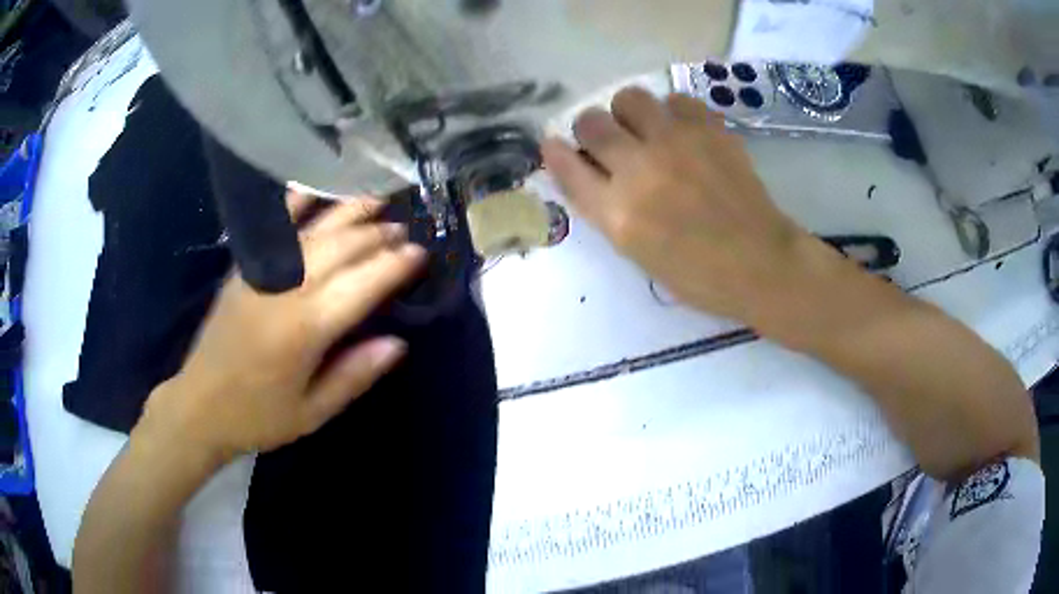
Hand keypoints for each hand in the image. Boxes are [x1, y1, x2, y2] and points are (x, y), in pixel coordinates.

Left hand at [138, 192, 425, 461]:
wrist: (199, 405)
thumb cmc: (259, 416)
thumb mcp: (313, 412)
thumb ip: (355, 375)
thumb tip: (398, 343)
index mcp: (306, 330)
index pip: (362, 285)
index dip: (395, 266)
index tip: (421, 253)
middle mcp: (286, 290)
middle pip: (342, 249)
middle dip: (378, 236)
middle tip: (405, 230)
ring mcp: (262, 274)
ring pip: (314, 232)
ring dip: (348, 212)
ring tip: (377, 199)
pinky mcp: (243, 269)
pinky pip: (273, 228)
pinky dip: (295, 203)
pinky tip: (315, 187)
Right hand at [541, 87, 839, 327]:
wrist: (760, 262)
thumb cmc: (698, 274)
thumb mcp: (638, 253)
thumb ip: (608, 209)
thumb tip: (593, 169)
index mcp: (618, 214)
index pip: (567, 167)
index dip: (555, 152)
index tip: (554, 144)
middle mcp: (640, 170)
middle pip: (590, 123)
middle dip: (590, 129)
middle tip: (607, 140)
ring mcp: (676, 144)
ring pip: (629, 98)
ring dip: (627, 112)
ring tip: (644, 128)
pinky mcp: (709, 130)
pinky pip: (675, 99)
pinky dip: (671, 111)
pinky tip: (681, 131)